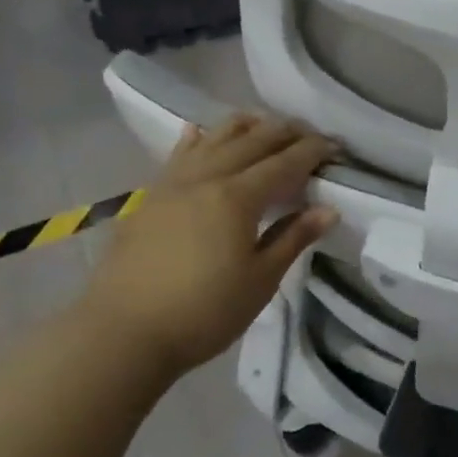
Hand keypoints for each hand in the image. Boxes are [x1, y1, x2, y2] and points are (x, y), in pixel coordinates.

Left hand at [76, 116, 337, 380]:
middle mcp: (205, 178)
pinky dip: (197, 139)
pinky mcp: (149, 198)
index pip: (284, 163)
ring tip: (264, 123)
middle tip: (310, 133)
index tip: (336, 147)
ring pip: (213, 139)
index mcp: (237, 197)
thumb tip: (328, 210)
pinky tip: (199, 131)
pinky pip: (178, 155)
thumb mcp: (260, 280)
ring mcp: (172, 184)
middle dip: (285, 133)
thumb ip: (293, 238)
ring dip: (244, 127)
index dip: (312, 151)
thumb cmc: (203, 312)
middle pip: (251, 142)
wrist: (121, 333)